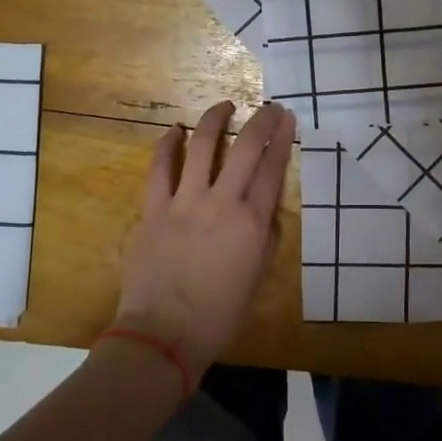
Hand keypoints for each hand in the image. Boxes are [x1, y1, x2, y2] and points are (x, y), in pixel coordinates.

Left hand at [112, 100, 295, 382]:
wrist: (164, 334)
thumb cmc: (218, 315)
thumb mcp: (258, 278)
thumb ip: (266, 238)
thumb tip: (265, 210)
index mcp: (252, 223)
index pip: (272, 169)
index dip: (282, 139)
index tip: (287, 119)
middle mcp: (222, 203)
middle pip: (245, 148)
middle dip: (261, 121)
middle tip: (268, 107)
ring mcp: (185, 202)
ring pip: (202, 146)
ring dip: (215, 120)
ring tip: (224, 106)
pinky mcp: (154, 209)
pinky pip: (160, 168)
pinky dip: (167, 145)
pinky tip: (174, 130)